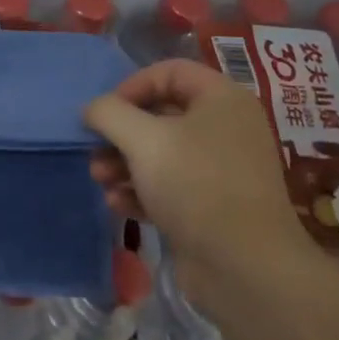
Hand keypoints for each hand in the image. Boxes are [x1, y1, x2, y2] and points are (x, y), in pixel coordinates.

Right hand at [86, 59, 313, 292]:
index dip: (132, 85)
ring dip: (123, 163)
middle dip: (120, 133)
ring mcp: (220, 169)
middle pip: (160, 114)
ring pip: (160, 152)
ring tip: (100, 180)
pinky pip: (168, 185)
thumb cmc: (196, 186)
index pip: (170, 71)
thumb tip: (93, 109)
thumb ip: (109, 113)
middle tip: (95, 150)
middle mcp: (225, 128)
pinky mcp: (210, 206)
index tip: (106, 112)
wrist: (245, 268)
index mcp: (222, 99)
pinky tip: (118, 205)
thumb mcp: (143, 139)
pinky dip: (140, 191)